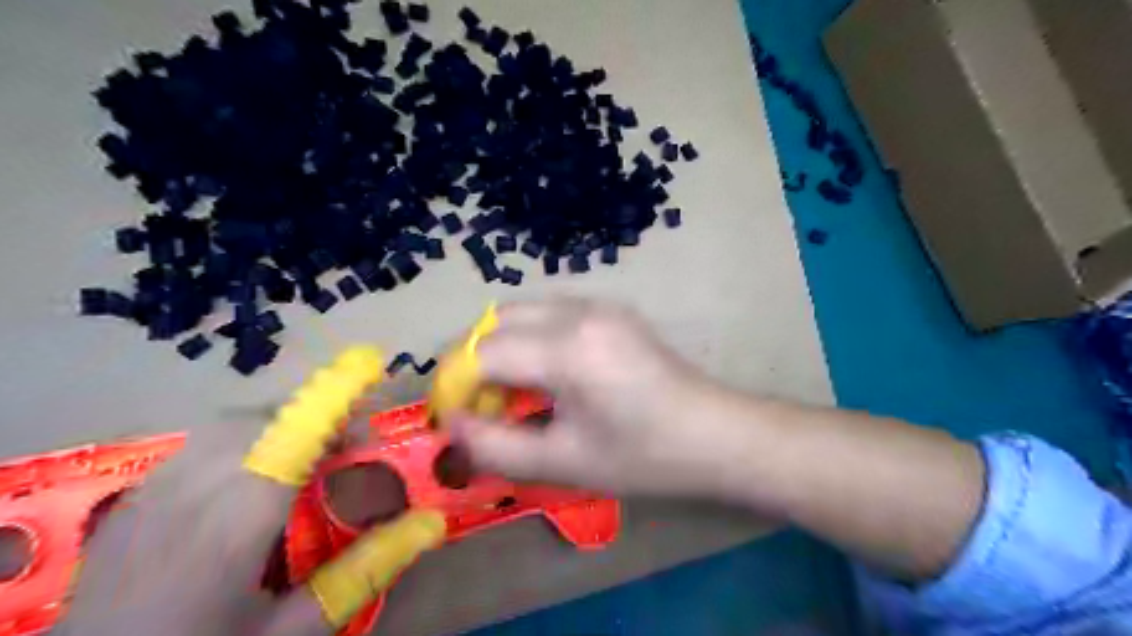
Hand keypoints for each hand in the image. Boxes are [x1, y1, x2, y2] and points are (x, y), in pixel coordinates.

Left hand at [56, 348, 443, 635]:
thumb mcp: (290, 632)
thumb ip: (361, 572)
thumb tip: (429, 524)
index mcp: (236, 524)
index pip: (295, 435)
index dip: (335, 394)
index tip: (371, 363)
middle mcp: (191, 491)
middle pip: (265, 419)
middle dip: (316, 418)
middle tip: (349, 449)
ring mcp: (151, 492)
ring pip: (229, 425)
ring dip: (280, 426)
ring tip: (305, 460)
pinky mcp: (130, 500)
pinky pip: (198, 444)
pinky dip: (243, 440)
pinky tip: (248, 478)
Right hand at [454, 296, 739, 496]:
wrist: (715, 434)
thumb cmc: (644, 457)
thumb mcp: (564, 463)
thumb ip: (496, 446)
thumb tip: (451, 425)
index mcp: (568, 349)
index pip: (484, 354)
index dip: (456, 386)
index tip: (453, 419)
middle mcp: (579, 311)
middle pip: (497, 322)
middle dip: (475, 361)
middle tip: (481, 405)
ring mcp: (599, 304)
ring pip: (523, 312)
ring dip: (502, 346)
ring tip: (512, 391)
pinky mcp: (612, 309)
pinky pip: (551, 313)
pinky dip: (531, 338)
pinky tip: (547, 374)